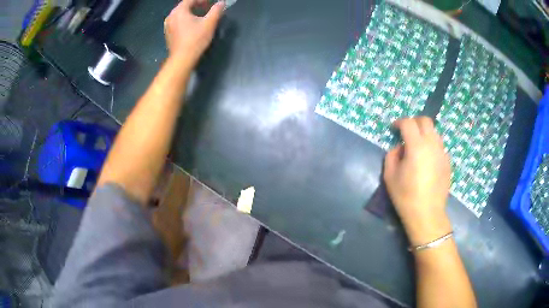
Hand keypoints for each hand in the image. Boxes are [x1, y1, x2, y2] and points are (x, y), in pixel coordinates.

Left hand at [164, 0, 224, 65]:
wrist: (182, 59)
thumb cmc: (196, 39)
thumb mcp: (209, 23)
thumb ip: (216, 10)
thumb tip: (222, 2)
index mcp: (179, 11)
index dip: (202, 0)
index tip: (211, 2)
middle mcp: (171, 16)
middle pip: (185, 5)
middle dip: (197, 4)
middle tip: (207, 7)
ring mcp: (168, 25)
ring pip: (181, 14)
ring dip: (191, 12)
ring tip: (201, 16)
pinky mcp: (168, 33)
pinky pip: (177, 21)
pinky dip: (185, 20)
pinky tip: (192, 26)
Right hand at [383, 117, 452, 245]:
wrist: (427, 213)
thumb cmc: (406, 196)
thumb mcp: (390, 175)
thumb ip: (392, 155)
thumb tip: (400, 148)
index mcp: (416, 146)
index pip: (408, 122)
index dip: (399, 122)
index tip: (394, 128)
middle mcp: (432, 144)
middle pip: (425, 121)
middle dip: (414, 122)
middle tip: (407, 132)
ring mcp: (442, 152)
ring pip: (434, 132)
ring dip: (424, 134)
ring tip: (418, 147)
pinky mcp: (448, 162)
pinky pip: (439, 146)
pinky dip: (432, 146)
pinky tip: (427, 161)